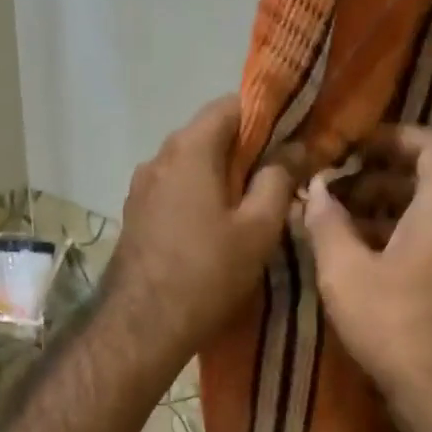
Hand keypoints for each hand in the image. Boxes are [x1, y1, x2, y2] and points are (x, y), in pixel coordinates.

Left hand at [108, 95, 300, 367]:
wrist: (143, 325)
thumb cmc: (208, 272)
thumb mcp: (258, 228)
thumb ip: (279, 179)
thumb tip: (295, 148)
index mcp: (190, 148)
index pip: (231, 105)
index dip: (267, 115)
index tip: (294, 138)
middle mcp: (159, 157)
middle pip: (209, 134)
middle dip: (247, 148)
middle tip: (281, 174)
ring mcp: (141, 187)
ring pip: (191, 164)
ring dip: (222, 174)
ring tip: (252, 203)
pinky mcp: (136, 214)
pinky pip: (175, 189)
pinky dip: (199, 194)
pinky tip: (217, 225)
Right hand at [301, 125, 431, 431]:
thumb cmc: (399, 326)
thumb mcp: (347, 272)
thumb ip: (327, 222)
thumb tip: (317, 189)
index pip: (429, 142)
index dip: (388, 136)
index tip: (348, 145)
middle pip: (424, 176)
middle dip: (373, 176)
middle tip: (329, 187)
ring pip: (423, 211)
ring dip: (379, 208)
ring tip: (330, 221)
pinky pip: (427, 240)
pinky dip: (392, 237)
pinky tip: (352, 256)